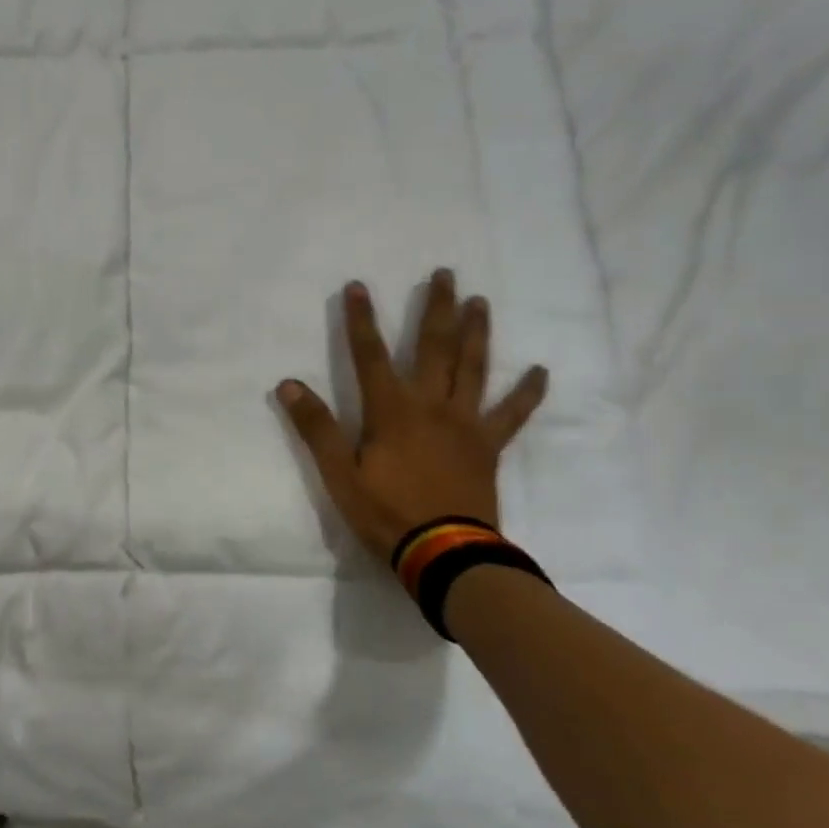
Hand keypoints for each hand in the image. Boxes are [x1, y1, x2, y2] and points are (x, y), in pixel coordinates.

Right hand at [277, 270, 548, 559]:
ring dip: (476, 332)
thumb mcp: (339, 474)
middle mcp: (431, 405)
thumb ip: (316, 428)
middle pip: (433, 347)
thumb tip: (288, 384)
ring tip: (480, 302)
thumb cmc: (386, 513)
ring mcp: (465, 423)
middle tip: (445, 274)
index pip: (369, 355)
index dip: (361, 320)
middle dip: (435, 309)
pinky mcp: (488, 446)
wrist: (445, 553)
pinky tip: (540, 371)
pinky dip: (526, 392)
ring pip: (473, 367)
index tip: (357, 286)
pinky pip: (512, 414)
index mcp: (391, 411)